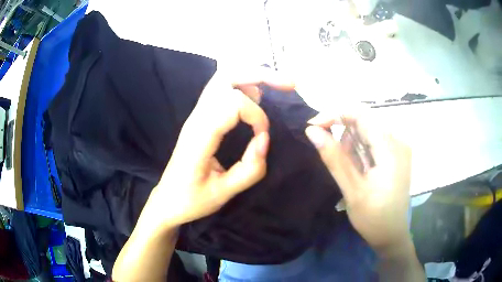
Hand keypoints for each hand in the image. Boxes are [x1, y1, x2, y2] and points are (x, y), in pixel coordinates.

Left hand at [147, 68, 293, 228]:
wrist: (166, 201)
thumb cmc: (191, 200)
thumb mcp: (223, 193)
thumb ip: (250, 169)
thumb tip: (265, 138)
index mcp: (200, 137)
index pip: (232, 104)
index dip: (256, 116)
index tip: (263, 137)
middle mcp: (197, 118)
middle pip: (226, 77)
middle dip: (260, 74)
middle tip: (288, 83)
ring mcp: (196, 115)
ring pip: (222, 78)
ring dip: (252, 76)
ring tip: (276, 87)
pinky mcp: (200, 118)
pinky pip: (221, 89)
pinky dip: (243, 85)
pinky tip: (257, 97)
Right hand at [305, 113, 411, 253]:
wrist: (391, 235)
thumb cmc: (373, 218)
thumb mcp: (352, 190)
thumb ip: (333, 158)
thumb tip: (311, 131)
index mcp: (390, 148)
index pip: (360, 115)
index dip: (334, 115)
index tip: (313, 127)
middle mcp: (397, 141)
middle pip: (364, 123)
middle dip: (342, 135)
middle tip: (332, 159)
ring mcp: (398, 148)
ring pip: (367, 132)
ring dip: (351, 145)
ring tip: (350, 171)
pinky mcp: (395, 155)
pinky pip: (373, 142)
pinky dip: (359, 151)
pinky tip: (358, 170)